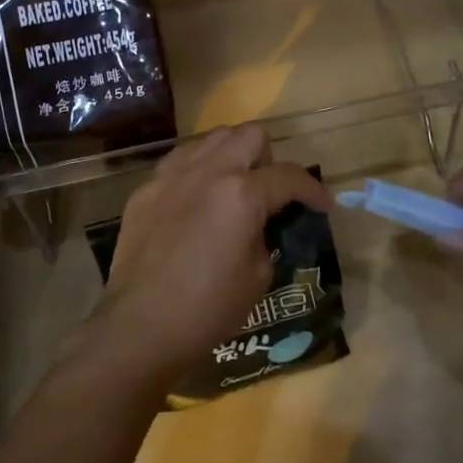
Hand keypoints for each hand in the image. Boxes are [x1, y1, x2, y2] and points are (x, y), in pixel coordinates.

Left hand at [96, 125, 333, 382]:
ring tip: (233, 187)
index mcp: (241, 194)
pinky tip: (197, 200)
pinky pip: (181, 160)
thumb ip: (265, 235)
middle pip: (250, 135)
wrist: (139, 327)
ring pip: (212, 137)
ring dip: (232, 154)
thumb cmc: (207, 309)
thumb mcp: (258, 276)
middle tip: (270, 191)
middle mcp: (207, 171)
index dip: (313, 190)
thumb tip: (259, 223)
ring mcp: (171, 175)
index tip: (322, 205)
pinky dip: (199, 169)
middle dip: (270, 158)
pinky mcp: (146, 188)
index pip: (289, 176)